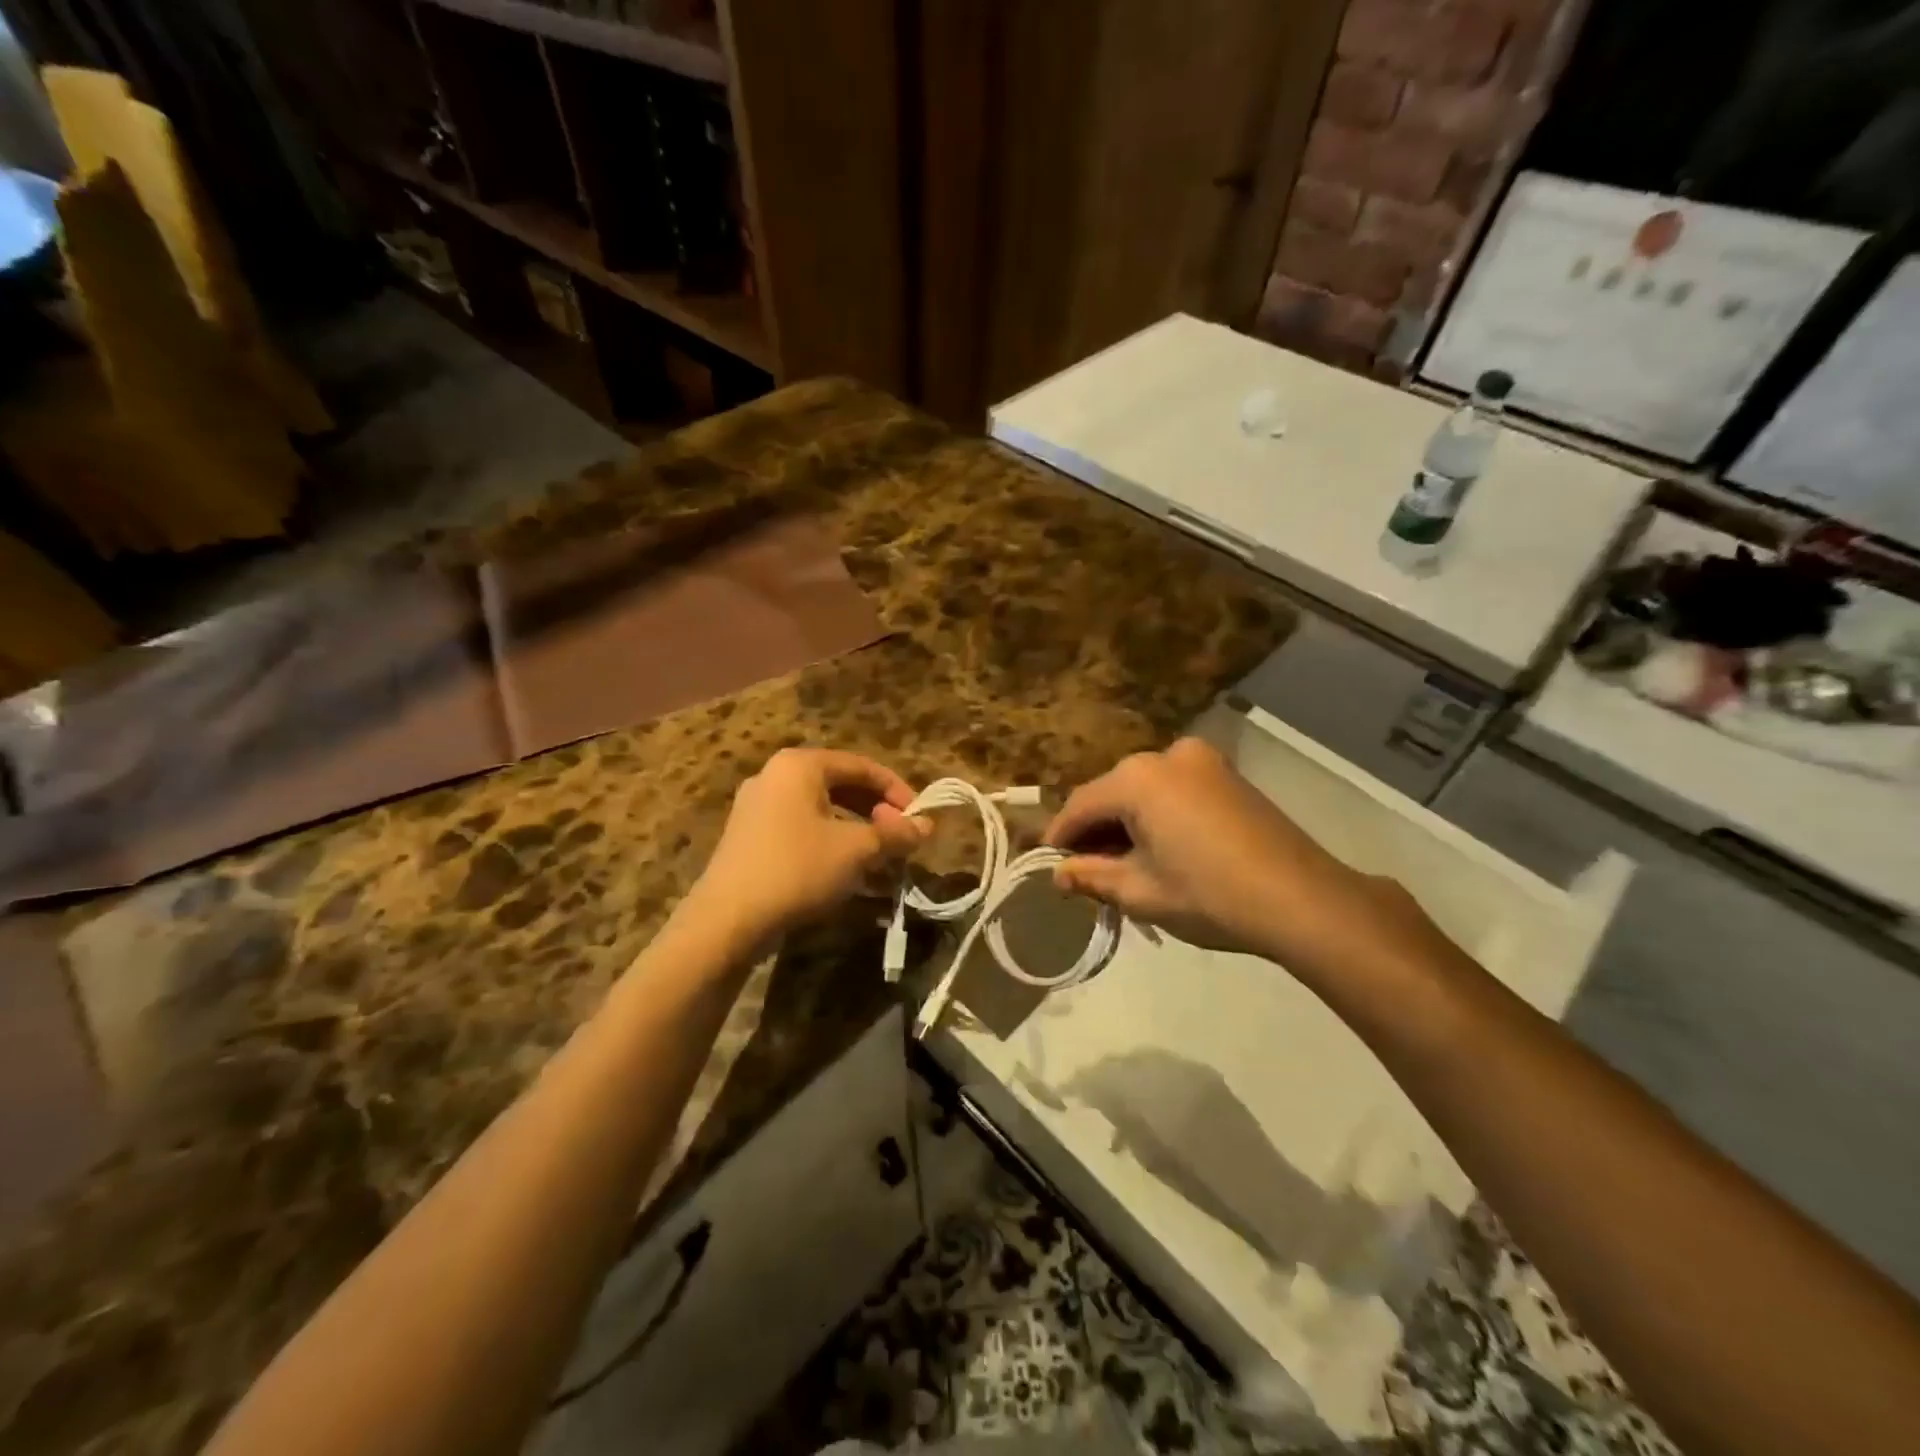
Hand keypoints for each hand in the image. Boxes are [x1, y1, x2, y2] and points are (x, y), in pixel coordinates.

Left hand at [690, 748, 928, 939]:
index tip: (920, 817)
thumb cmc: (797, 869)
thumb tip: (927, 825)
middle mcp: (775, 777)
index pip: (862, 766)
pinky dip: (830, 844)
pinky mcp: (749, 838)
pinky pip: (801, 830)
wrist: (727, 920)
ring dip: (856, 832)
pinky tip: (847, 873)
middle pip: (841, 785)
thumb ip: (894, 833)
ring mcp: (757, 807)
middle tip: (900, 839)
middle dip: (877, 813)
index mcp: (799, 766)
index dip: (897, 790)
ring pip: (822, 811)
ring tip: (880, 860)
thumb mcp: (856, 850)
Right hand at [1043, 737, 1417, 981]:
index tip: (1047, 865)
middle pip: (1111, 793)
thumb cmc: (1210, 895)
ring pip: (1143, 791)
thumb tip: (1060, 875)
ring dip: (1126, 823)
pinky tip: (1158, 848)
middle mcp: (1165, 755)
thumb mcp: (1140, 892)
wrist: (1302, 899)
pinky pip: (1173, 790)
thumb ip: (1092, 877)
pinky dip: (1156, 815)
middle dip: (1094, 831)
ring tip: (1121, 865)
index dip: (1059, 837)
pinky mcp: (1226, 774)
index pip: (1080, 806)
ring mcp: (1201, 760)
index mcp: (1137, 778)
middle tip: (1085, 872)